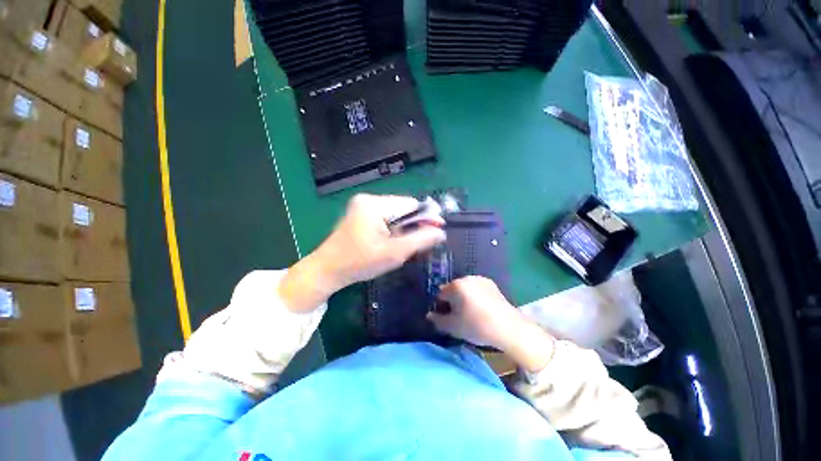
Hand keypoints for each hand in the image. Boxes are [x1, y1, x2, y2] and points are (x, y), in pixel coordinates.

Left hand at [279, 194, 445, 311]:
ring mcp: (363, 206)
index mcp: (374, 204)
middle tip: (419, 244)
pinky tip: (392, 243)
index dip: (426, 217)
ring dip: (404, 229)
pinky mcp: (361, 214)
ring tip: (403, 246)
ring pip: (395, 215)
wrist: (327, 271)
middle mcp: (368, 199)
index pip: (410, 204)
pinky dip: (393, 230)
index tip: (438, 230)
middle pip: (403, 208)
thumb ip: (420, 240)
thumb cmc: (359, 262)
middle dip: (413, 225)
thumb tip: (441, 232)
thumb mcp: (394, 253)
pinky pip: (386, 219)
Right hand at [427, 276, 521, 348]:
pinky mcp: (491, 283)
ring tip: (470, 312)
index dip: (440, 307)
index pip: (440, 294)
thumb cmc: (476, 326)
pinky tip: (481, 308)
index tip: (446, 317)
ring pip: (465, 288)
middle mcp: (466, 278)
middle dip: (452, 300)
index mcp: (455, 286)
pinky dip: (475, 295)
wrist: (508, 328)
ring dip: (463, 297)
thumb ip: (437, 320)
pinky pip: (476, 288)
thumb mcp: (453, 327)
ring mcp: (480, 279)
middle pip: (452, 289)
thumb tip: (429, 315)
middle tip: (458, 316)